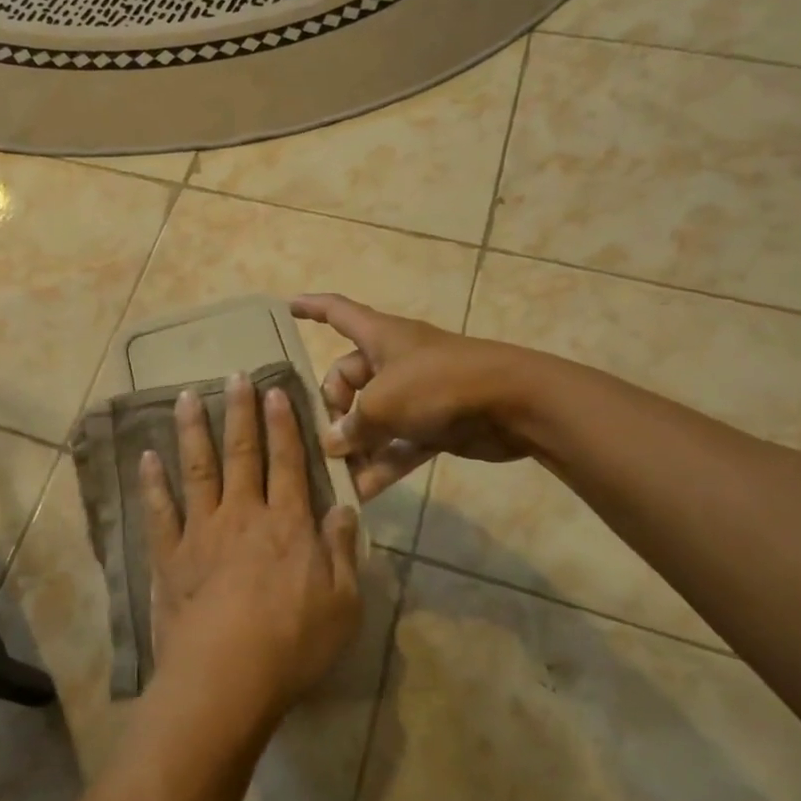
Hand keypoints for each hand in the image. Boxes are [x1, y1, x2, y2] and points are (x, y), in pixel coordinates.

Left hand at [140, 373, 362, 728]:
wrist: (226, 676)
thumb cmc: (293, 645)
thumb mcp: (343, 603)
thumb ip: (343, 552)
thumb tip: (343, 508)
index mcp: (287, 524)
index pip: (287, 462)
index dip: (283, 425)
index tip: (275, 391)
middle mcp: (243, 515)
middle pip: (242, 453)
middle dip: (240, 412)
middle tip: (235, 375)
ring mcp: (201, 532)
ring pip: (197, 469)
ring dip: (193, 430)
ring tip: (187, 396)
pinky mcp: (169, 555)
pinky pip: (159, 510)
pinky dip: (152, 482)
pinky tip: (146, 457)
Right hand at [291, 293, 535, 499]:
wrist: (514, 403)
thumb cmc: (438, 385)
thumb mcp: (383, 403)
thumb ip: (352, 425)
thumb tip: (334, 444)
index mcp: (379, 336)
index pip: (337, 312)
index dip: (310, 308)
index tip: (286, 308)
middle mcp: (394, 360)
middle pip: (348, 378)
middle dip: (332, 408)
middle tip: (323, 439)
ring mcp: (416, 393)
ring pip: (372, 417)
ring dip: (355, 445)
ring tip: (334, 475)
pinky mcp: (435, 423)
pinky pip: (398, 443)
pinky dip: (383, 463)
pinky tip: (363, 492)